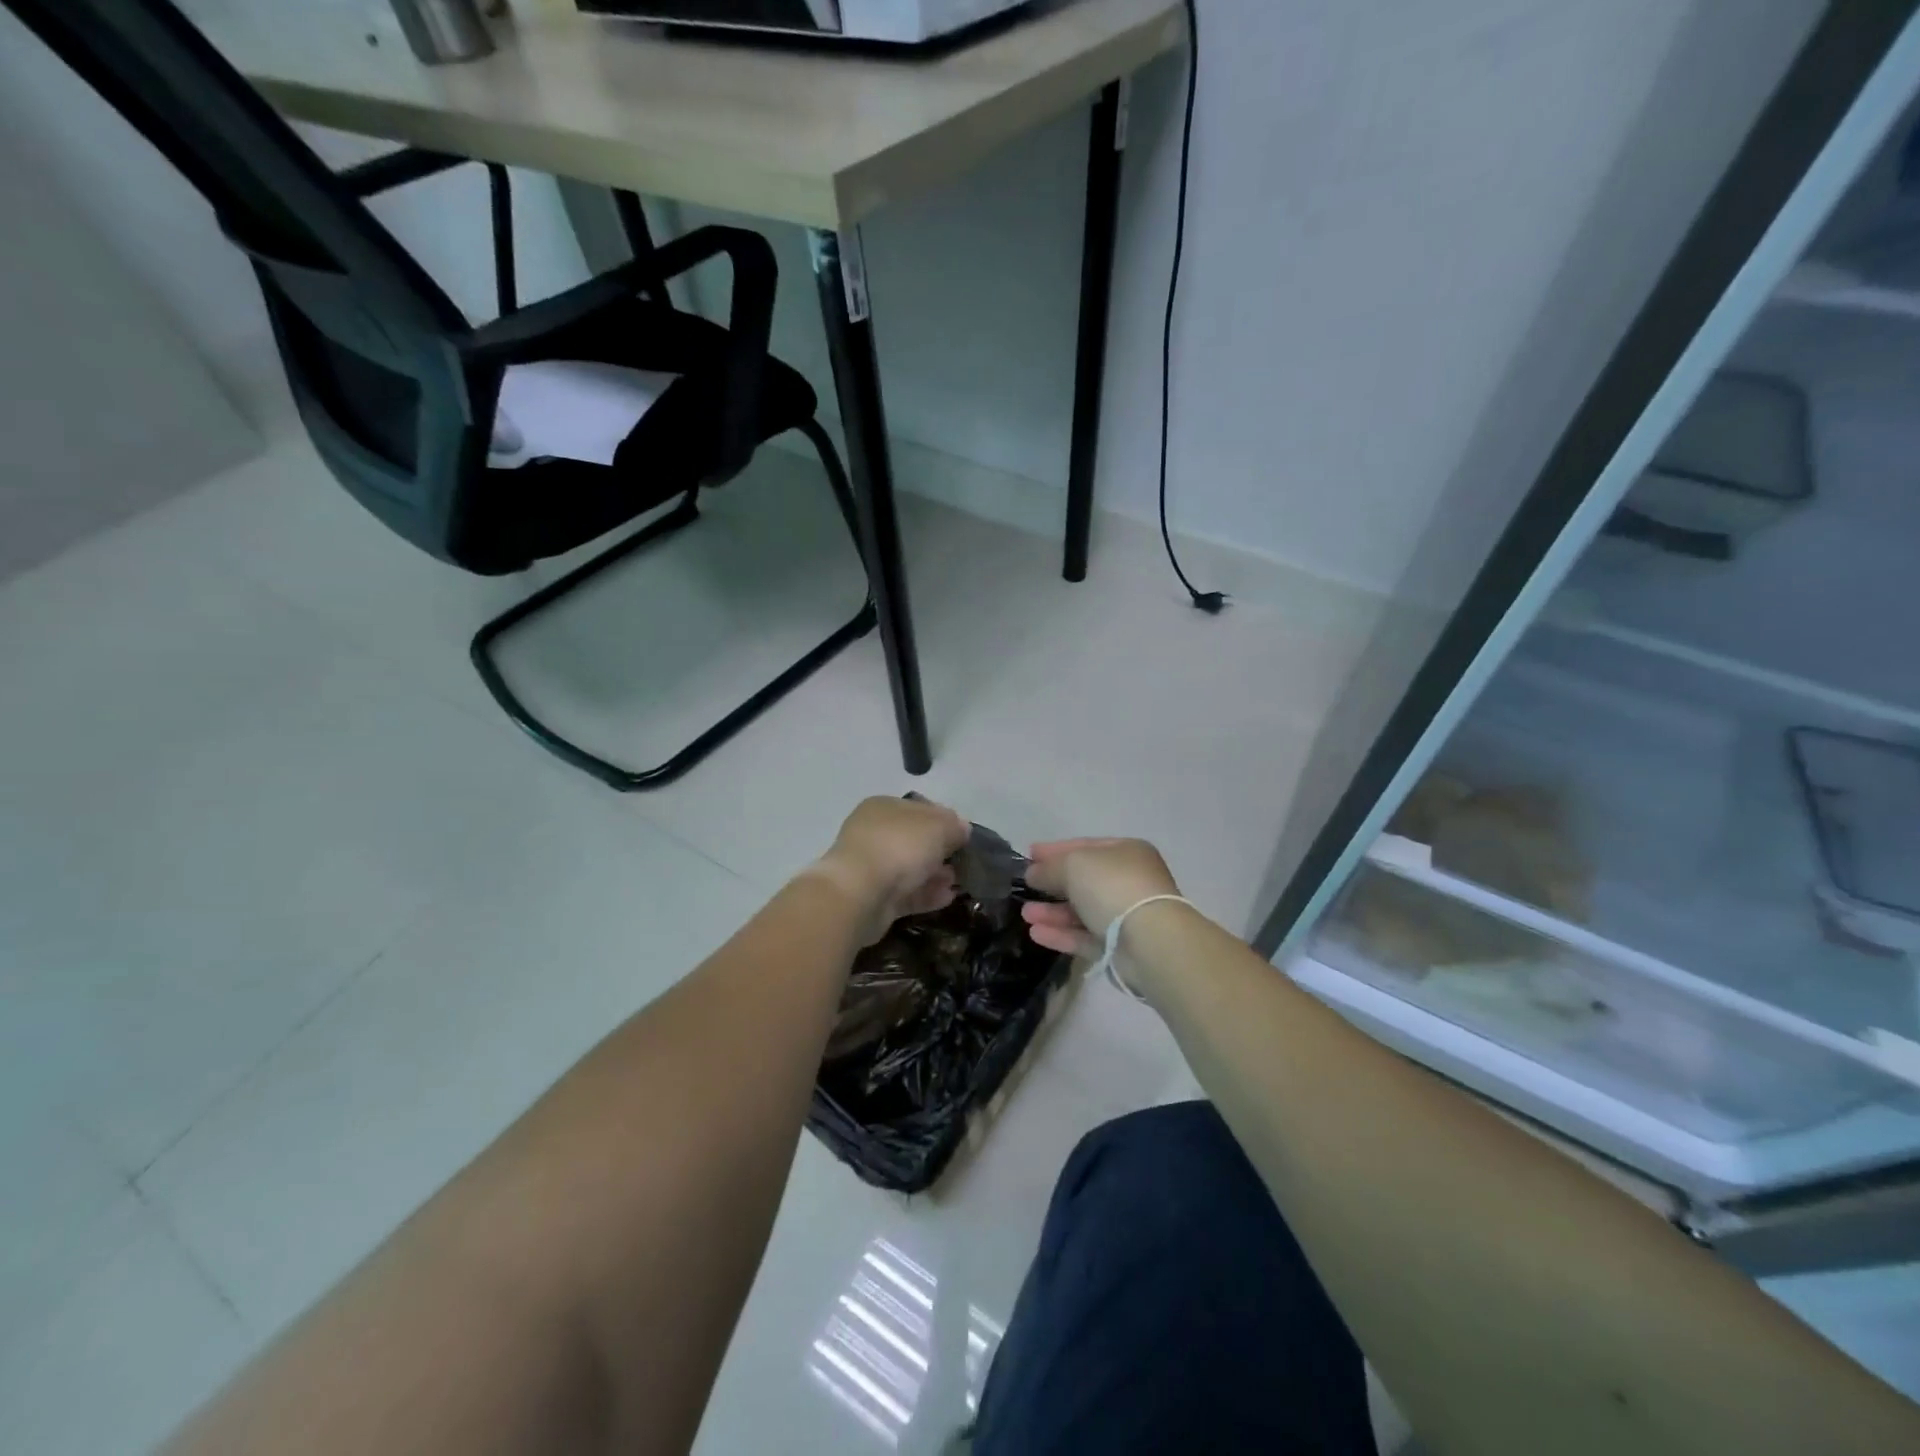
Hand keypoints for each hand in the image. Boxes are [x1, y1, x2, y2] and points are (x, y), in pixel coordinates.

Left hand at [809, 796, 969, 943]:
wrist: (860, 893)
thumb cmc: (899, 847)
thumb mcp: (938, 827)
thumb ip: (954, 826)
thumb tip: (962, 828)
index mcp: (883, 807)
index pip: (919, 809)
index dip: (944, 819)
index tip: (963, 835)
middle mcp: (874, 833)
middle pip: (914, 840)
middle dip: (939, 850)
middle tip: (962, 861)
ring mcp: (871, 867)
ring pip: (910, 868)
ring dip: (935, 874)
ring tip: (956, 882)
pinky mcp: (873, 898)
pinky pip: (905, 893)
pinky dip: (926, 894)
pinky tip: (947, 898)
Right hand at [1020, 838, 1181, 959]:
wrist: (1149, 940)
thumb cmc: (1112, 887)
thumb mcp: (1074, 865)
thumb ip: (1050, 867)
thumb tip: (1033, 873)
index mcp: (1126, 852)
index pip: (1085, 846)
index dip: (1056, 849)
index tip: (1030, 853)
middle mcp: (1130, 881)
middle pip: (1084, 880)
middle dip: (1052, 883)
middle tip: (1025, 885)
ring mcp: (1127, 915)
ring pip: (1083, 911)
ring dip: (1053, 912)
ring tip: (1025, 914)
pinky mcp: (1121, 947)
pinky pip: (1086, 936)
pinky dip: (1062, 934)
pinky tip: (1036, 933)